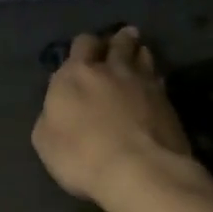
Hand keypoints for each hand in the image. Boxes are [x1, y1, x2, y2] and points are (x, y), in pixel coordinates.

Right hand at [32, 27, 192, 206]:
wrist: (139, 171)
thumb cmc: (81, 155)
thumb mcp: (45, 140)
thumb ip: (51, 115)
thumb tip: (58, 106)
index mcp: (76, 74)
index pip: (82, 44)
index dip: (84, 45)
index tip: (86, 50)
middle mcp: (110, 70)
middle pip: (117, 43)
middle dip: (117, 40)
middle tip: (119, 40)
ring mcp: (143, 83)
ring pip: (142, 56)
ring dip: (138, 53)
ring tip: (139, 53)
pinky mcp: (167, 101)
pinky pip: (158, 79)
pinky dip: (153, 77)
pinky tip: (154, 83)